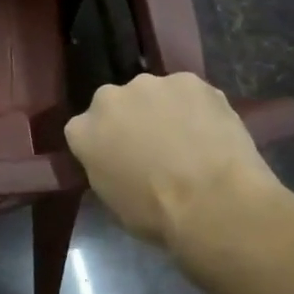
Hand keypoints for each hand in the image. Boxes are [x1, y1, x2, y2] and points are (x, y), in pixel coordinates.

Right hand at [64, 73, 285, 254]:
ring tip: (189, 139)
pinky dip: (197, 107)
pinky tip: (212, 131)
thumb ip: (106, 168)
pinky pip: (189, 93)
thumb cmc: (155, 213)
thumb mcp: (112, 198)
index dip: (104, 145)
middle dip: (130, 120)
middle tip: (154, 148)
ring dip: (164, 111)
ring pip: (154, 95)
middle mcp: (107, 99)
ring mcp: (149, 85)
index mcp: (80, 131)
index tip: (120, 160)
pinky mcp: (189, 80)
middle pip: (116, 104)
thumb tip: (121, 162)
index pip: (84, 130)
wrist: (212, 200)